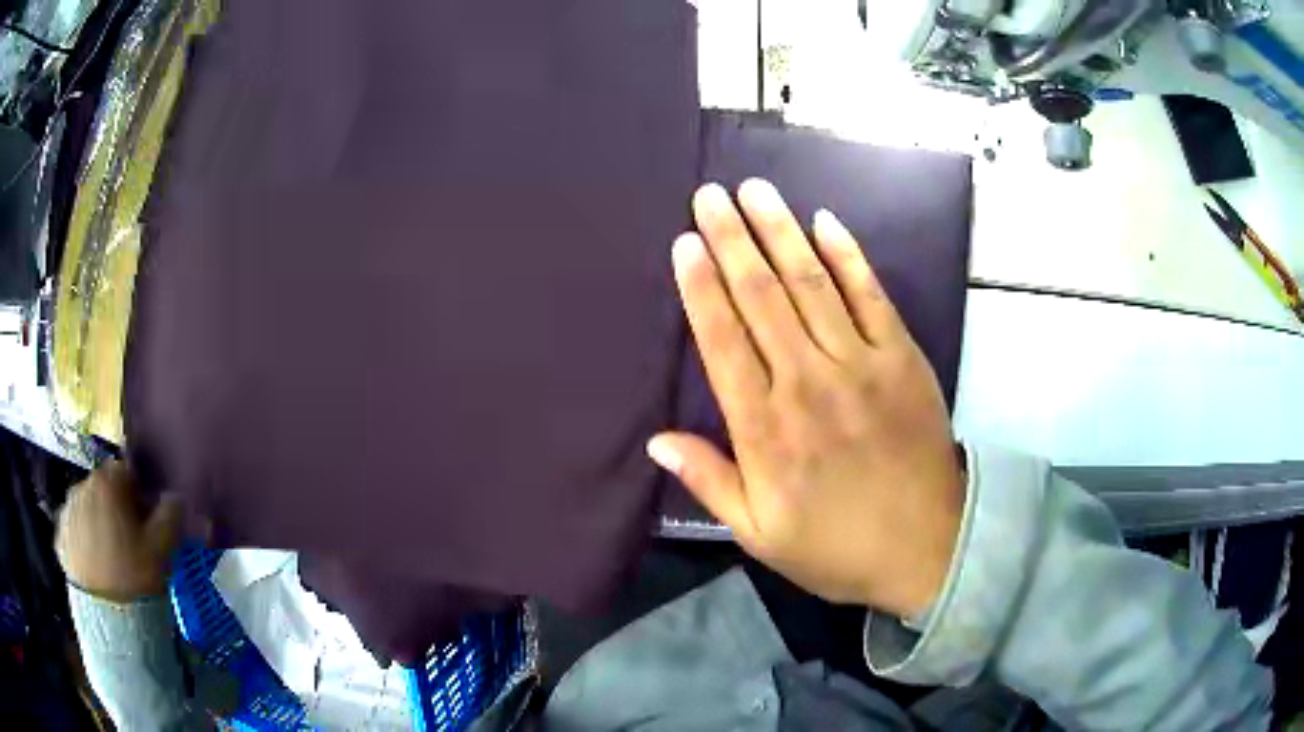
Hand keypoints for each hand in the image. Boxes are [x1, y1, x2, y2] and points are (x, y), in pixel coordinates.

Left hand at [55, 460, 182, 602]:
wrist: (105, 617)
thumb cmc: (134, 576)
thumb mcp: (162, 549)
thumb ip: (170, 515)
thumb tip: (176, 495)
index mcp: (107, 481)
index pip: (125, 472)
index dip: (138, 494)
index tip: (146, 521)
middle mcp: (82, 485)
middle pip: (102, 489)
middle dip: (114, 508)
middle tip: (129, 542)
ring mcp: (67, 511)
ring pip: (86, 509)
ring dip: (97, 523)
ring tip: (110, 558)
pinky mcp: (60, 536)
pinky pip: (74, 530)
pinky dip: (83, 541)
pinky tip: (95, 566)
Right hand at [648, 180, 964, 617]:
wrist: (926, 548)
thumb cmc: (836, 547)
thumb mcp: (759, 535)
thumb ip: (710, 482)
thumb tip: (656, 440)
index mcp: (765, 428)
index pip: (722, 340)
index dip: (700, 286)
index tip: (685, 242)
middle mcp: (807, 382)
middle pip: (761, 297)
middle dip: (732, 239)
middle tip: (709, 195)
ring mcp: (860, 364)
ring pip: (811, 284)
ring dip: (780, 232)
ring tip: (755, 191)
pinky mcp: (902, 358)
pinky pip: (871, 295)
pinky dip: (847, 256)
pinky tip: (825, 222)